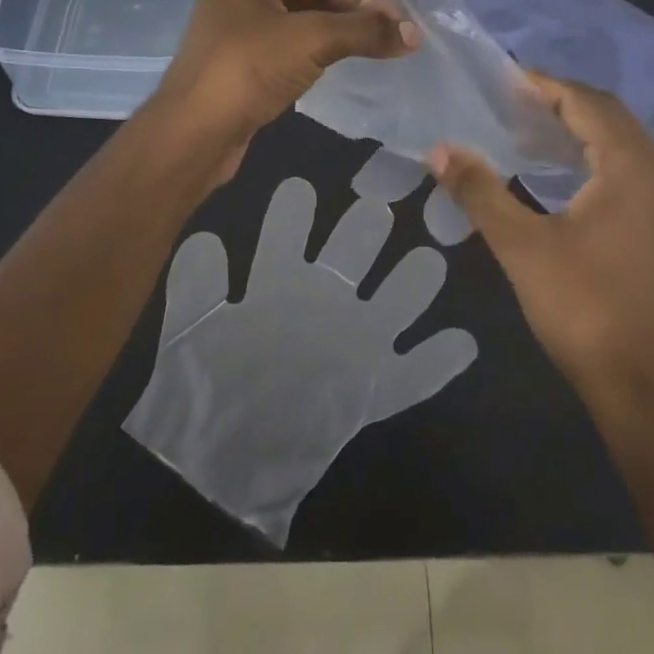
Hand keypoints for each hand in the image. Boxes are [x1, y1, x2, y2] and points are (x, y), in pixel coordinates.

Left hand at [124, 176, 475, 544]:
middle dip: (363, 230)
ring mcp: (352, 343)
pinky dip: (436, 361)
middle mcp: (322, 301)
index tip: (299, 188)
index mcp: (278, 284)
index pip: (287, 236)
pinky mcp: (373, 388)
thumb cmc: (204, 389)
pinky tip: (461, 342)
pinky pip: (413, 374)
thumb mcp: (192, 334)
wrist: (223, 465)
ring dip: (410, 284)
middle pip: (350, 253)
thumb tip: (208, 239)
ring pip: (392, 302)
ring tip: (428, 261)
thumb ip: (198, 288)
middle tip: (377, 206)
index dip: (291, 214)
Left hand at [151, 0, 416, 178]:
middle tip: (391, 42)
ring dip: (333, 41)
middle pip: (311, 0)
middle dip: (349, 20)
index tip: (399, 24)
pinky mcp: (237, 65)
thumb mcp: (312, 40)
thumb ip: (364, 31)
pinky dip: (311, 60)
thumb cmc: (248, 69)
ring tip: (372, 58)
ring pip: (298, 28)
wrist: (192, 134)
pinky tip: (334, 75)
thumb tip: (413, 32)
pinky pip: (284, 53)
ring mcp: (234, 31)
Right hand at [429, 72, 653, 427]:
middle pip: (608, 115)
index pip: (586, 103)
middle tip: (507, 101)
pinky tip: (555, 167)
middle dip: (559, 102)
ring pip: (620, 139)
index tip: (501, 79)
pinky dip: (591, 153)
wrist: (640, 383)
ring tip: (524, 127)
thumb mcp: (520, 245)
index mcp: (633, 167)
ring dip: (575, 127)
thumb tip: (438, 150)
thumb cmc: (581, 307)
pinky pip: (628, 164)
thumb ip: (479, 190)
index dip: (544, 86)